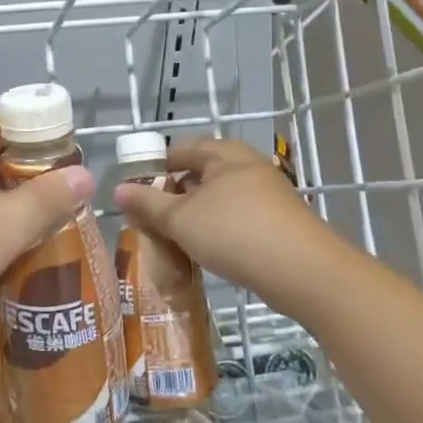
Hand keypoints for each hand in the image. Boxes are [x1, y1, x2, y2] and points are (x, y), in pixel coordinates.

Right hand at [114, 137, 353, 311]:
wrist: (304, 271)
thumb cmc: (235, 233)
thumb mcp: (181, 219)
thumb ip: (148, 204)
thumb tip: (118, 189)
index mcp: (224, 154)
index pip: (181, 150)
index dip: (156, 169)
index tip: (136, 195)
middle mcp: (248, 165)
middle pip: (201, 174)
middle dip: (175, 196)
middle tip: (153, 221)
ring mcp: (269, 193)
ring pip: (220, 199)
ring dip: (197, 216)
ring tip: (177, 240)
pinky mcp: (281, 221)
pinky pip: (239, 218)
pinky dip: (220, 230)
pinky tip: (210, 253)